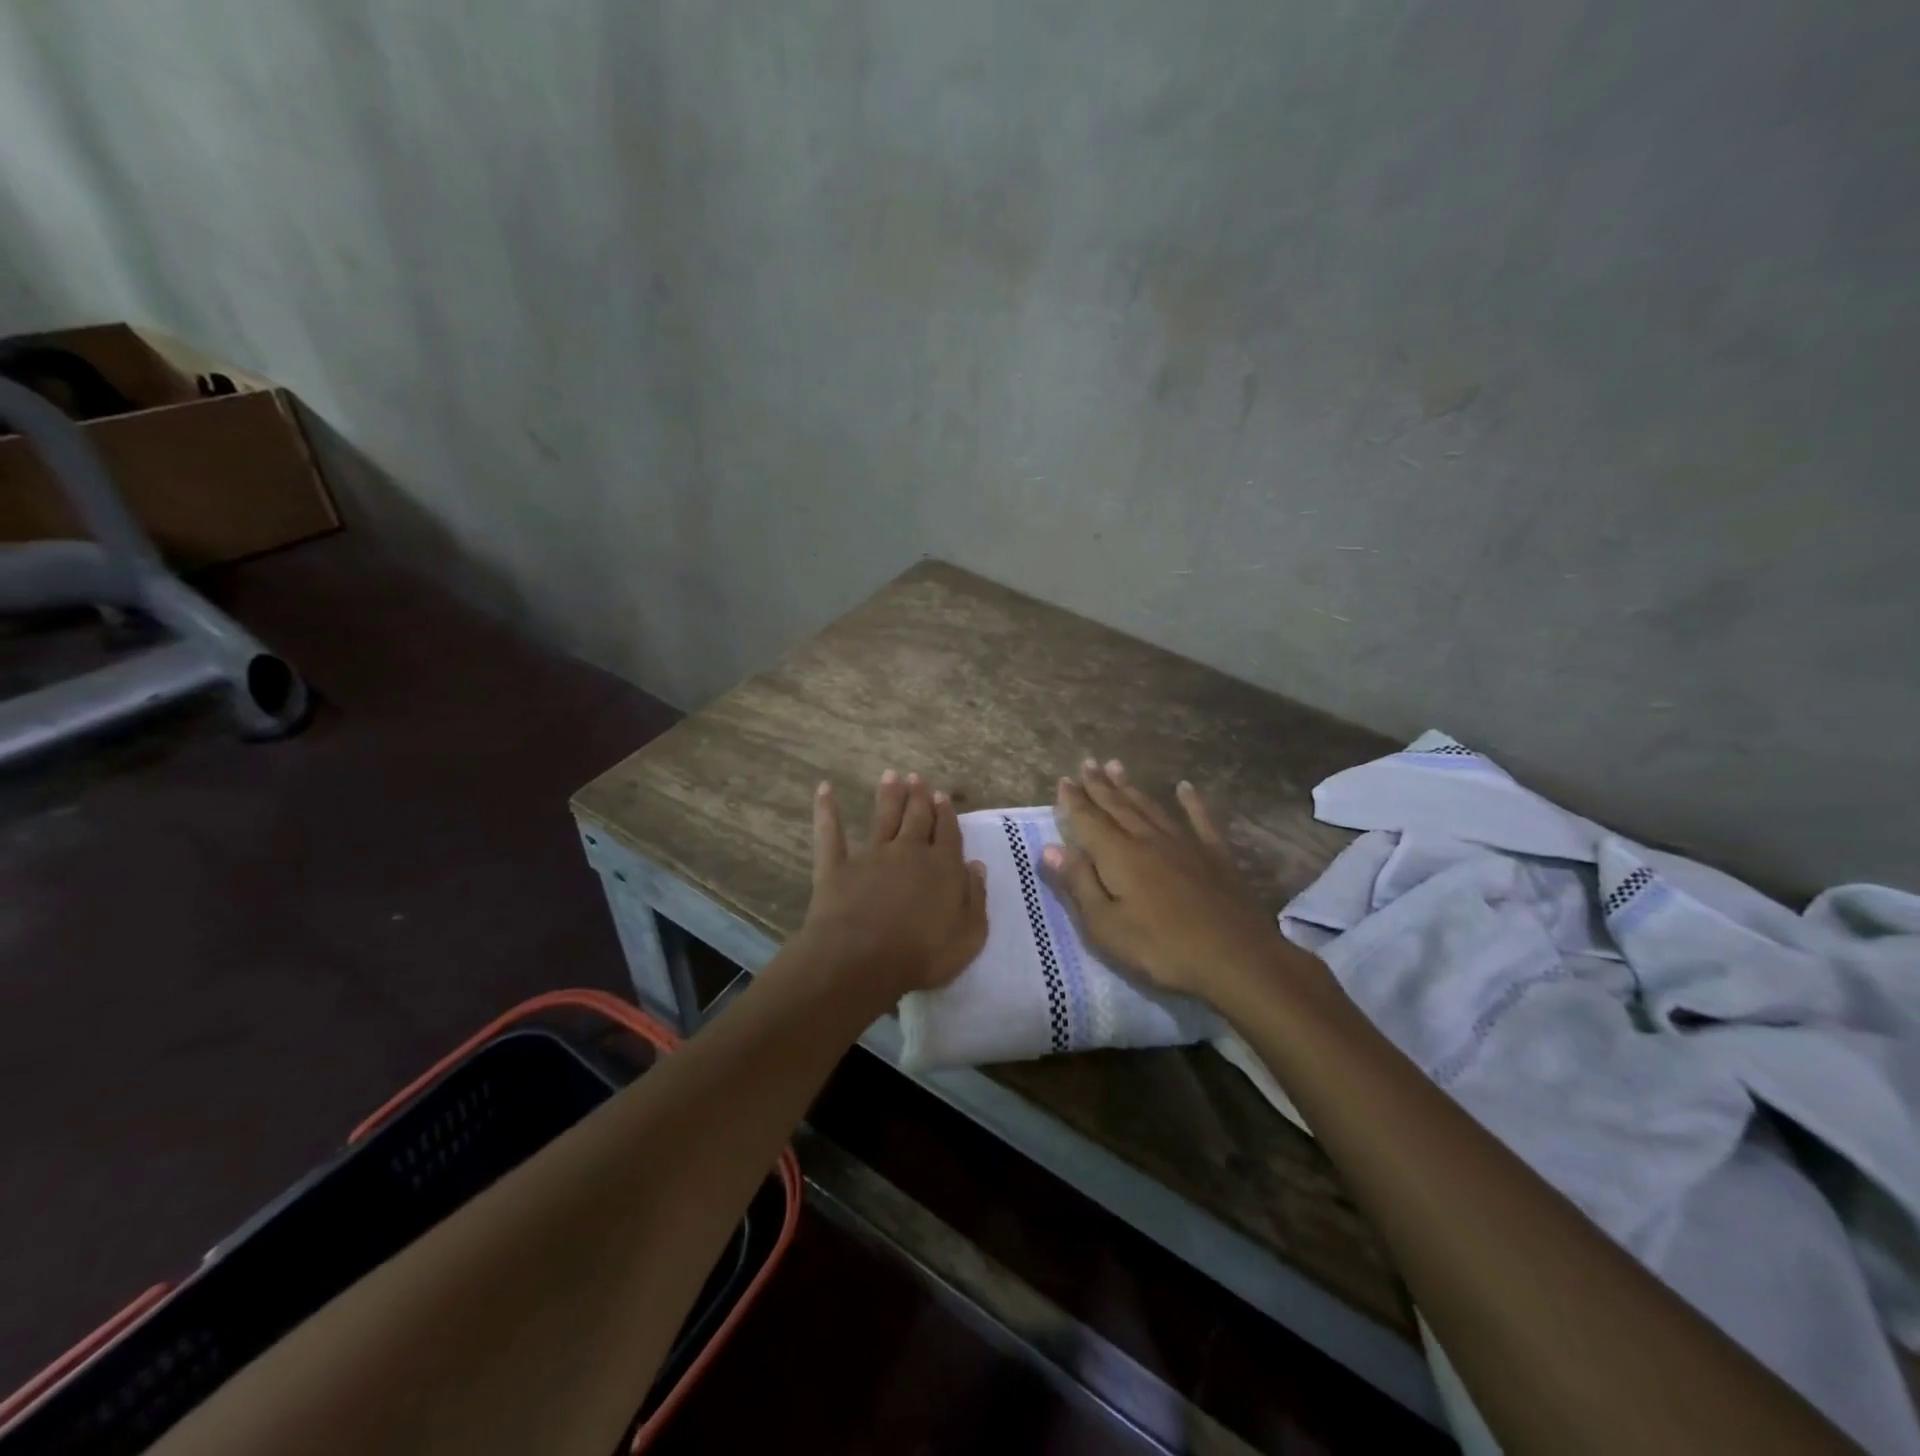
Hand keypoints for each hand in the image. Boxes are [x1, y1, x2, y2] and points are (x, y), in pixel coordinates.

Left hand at [799, 770, 987, 1007]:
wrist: (863, 960)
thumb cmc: (922, 954)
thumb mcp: (968, 935)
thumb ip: (975, 897)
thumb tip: (976, 865)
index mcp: (942, 866)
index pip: (948, 833)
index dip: (946, 814)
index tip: (942, 796)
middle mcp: (908, 851)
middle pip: (917, 817)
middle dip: (919, 797)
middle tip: (917, 777)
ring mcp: (871, 855)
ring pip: (883, 817)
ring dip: (888, 795)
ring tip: (891, 775)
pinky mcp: (837, 866)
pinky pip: (830, 833)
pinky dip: (827, 810)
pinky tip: (825, 789)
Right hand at [1041, 759, 1294, 1005]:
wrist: (1236, 957)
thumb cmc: (1161, 948)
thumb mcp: (1105, 926)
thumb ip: (1078, 884)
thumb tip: (1050, 848)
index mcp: (1119, 856)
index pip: (1089, 821)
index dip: (1074, 801)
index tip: (1064, 781)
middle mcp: (1148, 839)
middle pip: (1118, 806)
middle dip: (1099, 785)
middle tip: (1087, 763)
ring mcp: (1185, 844)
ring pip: (1151, 807)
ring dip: (1132, 787)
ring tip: (1117, 766)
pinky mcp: (1215, 855)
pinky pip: (1200, 819)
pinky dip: (1191, 802)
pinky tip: (1185, 788)